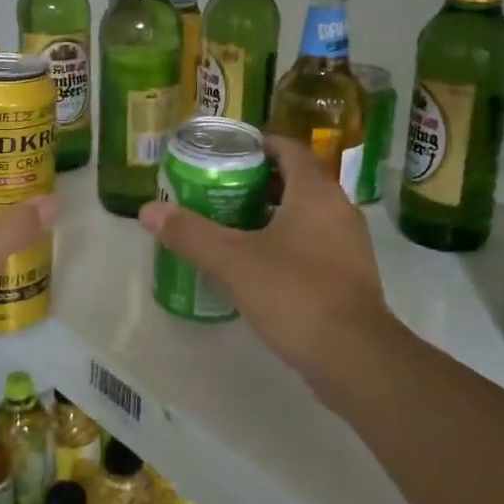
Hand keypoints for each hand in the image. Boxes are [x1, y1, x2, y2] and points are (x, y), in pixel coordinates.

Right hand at [138, 137, 391, 398]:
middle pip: (296, 180)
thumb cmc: (295, 294)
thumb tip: (147, 210)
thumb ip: (190, 233)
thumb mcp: (233, 261)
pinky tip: (258, 265)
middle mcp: (339, 209)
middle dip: (258, 182)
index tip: (225, 154)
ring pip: (307, 214)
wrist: (355, 358)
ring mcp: (350, 244)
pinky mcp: (351, 276)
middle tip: (219, 190)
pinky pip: (315, 244)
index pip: (288, 148)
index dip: (257, 145)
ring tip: (232, 226)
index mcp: (315, 192)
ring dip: (272, 214)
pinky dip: (288, 243)